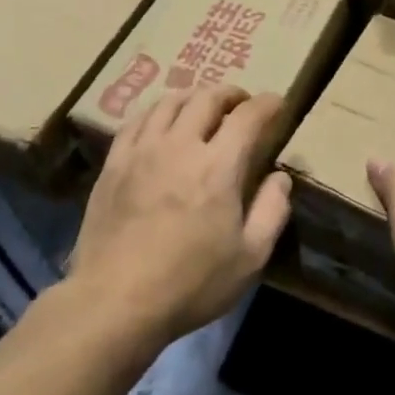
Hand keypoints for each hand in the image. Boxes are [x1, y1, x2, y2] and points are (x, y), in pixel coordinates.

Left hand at [67, 85, 291, 347]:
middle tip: (240, 103)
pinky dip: (157, 112)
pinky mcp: (113, 163)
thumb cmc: (190, 283)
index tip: (277, 103)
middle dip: (230, 94)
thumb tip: (280, 178)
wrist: (115, 300)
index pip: (248, 116)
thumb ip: (272, 211)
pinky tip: (160, 123)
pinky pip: (136, 121)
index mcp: (218, 166)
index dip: (266, 104)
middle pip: (207, 98)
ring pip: (169, 102)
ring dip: (193, 97)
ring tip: (202, 107)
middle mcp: (180, 145)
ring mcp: (142, 150)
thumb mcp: (250, 257)